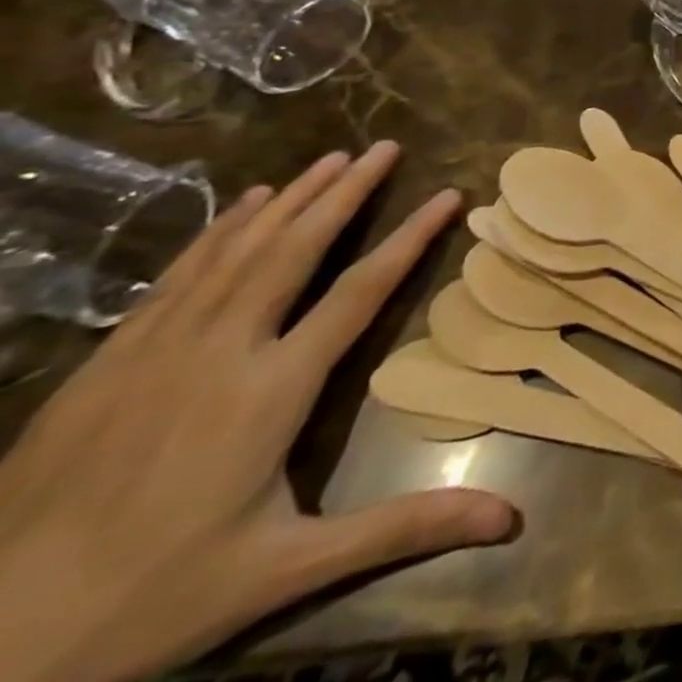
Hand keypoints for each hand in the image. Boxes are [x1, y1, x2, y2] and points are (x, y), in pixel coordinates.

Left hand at [0, 143, 514, 681]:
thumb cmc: (154, 599)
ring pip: (236, 253)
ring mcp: (155, 353)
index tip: (449, 194)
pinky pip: (178, 277)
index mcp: (270, 391)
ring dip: (289, 200)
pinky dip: (219, 232)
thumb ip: (403, 529)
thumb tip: (509, 518)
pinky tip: (243, 207)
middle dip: (345, 194)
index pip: (360, 292)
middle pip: (293, 252)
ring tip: (330, 159)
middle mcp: (219, 353)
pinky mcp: (110, 364)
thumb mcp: (288, 571)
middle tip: (384, 147)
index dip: (409, 238)